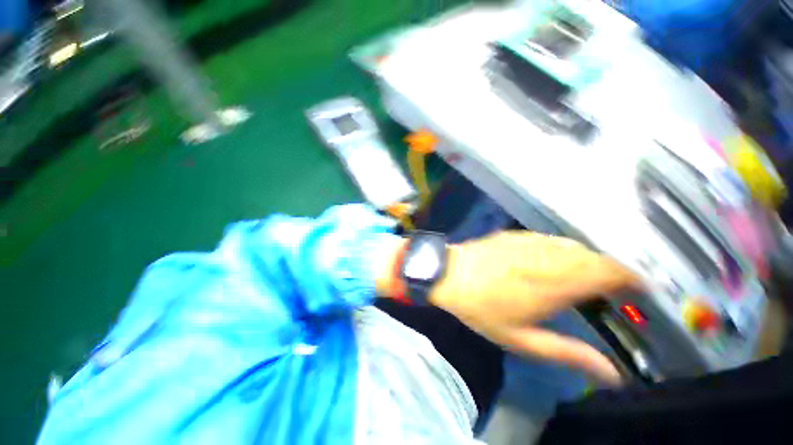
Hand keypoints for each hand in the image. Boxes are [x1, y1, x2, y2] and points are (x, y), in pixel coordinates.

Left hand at [429, 232, 639, 384]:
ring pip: (572, 245)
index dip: (629, 278)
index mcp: (552, 285)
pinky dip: (562, 249)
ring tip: (589, 276)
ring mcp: (527, 243)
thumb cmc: (480, 309)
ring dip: (588, 258)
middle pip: (593, 256)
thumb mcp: (522, 340)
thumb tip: (612, 374)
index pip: (605, 273)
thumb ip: (568, 353)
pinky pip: (548, 239)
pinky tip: (556, 259)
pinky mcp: (513, 236)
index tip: (640, 290)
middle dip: (612, 270)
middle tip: (615, 288)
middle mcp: (545, 258)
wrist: (447, 275)